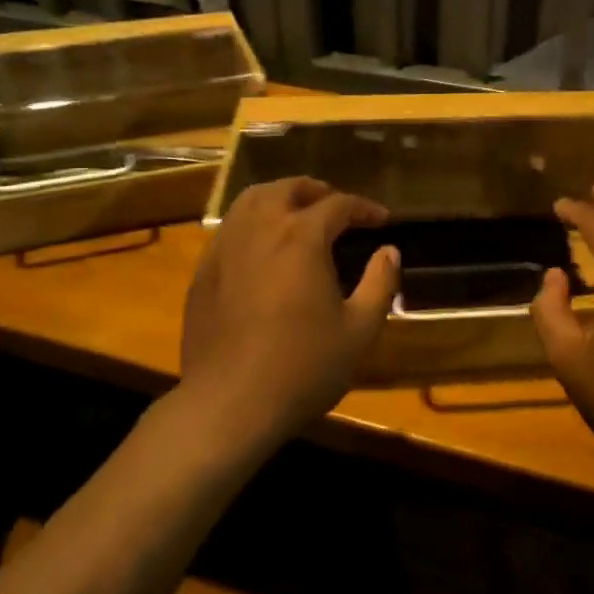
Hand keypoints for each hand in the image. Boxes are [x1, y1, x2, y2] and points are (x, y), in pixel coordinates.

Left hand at [179, 177, 399, 445]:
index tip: (381, 220)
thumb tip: (390, 250)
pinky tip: (261, 249)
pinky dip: (251, 223)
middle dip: (316, 191)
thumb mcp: (359, 329)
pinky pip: (229, 229)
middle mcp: (260, 229)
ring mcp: (225, 248)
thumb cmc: (303, 366)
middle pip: (287, 189)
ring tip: (296, 214)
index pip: (338, 205)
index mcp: (301, 237)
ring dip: (279, 198)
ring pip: (250, 200)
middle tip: (336, 207)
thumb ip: (380, 283)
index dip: (364, 208)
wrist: (229, 404)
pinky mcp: (203, 272)